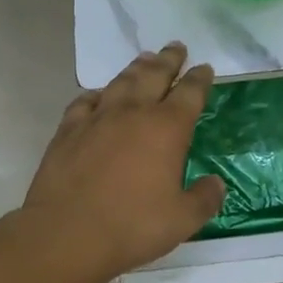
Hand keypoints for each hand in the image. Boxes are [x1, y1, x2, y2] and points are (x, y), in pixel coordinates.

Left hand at [20, 43, 225, 282]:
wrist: (66, 235)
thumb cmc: (132, 226)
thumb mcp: (182, 220)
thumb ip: (204, 199)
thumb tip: (216, 184)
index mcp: (167, 128)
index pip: (190, 92)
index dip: (200, 78)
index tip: (205, 68)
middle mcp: (134, 113)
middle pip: (155, 75)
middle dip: (169, 59)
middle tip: (176, 47)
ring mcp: (97, 119)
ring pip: (121, 82)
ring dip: (136, 68)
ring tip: (144, 58)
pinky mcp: (68, 131)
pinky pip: (84, 102)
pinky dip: (95, 95)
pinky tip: (97, 96)